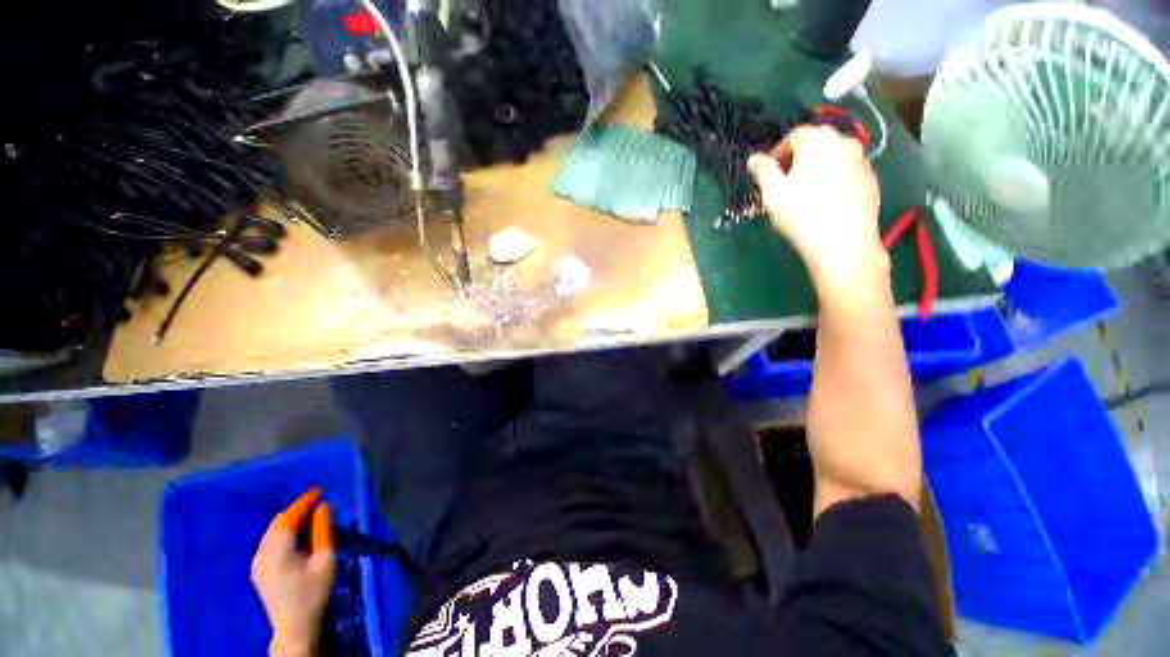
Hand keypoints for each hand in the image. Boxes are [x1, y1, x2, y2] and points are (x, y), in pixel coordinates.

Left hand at [252, 488, 334, 656]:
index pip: (289, 517)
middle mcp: (262, 553)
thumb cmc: (313, 592)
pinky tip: (298, 537)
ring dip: (291, 521)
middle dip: (297, 511)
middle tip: (319, 504)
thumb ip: (322, 531)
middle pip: (278, 523)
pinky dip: (284, 532)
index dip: (304, 501)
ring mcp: (257, 563)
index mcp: (278, 551)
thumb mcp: (324, 560)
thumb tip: (323, 507)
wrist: (294, 626)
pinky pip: (270, 541)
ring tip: (311, 517)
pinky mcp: (258, 570)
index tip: (319, 489)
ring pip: (273, 532)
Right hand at [747, 126, 886, 289]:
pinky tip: (825, 202)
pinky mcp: (871, 179)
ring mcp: (862, 159)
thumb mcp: (772, 193)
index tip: (768, 175)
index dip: (777, 154)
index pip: (794, 136)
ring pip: (833, 157)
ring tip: (805, 194)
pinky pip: (846, 171)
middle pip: (816, 143)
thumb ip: (763, 171)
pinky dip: (834, 179)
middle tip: (785, 183)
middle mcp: (844, 141)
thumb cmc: (802, 215)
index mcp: (818, 140)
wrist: (843, 242)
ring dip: (817, 168)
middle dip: (798, 159)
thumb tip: (754, 158)